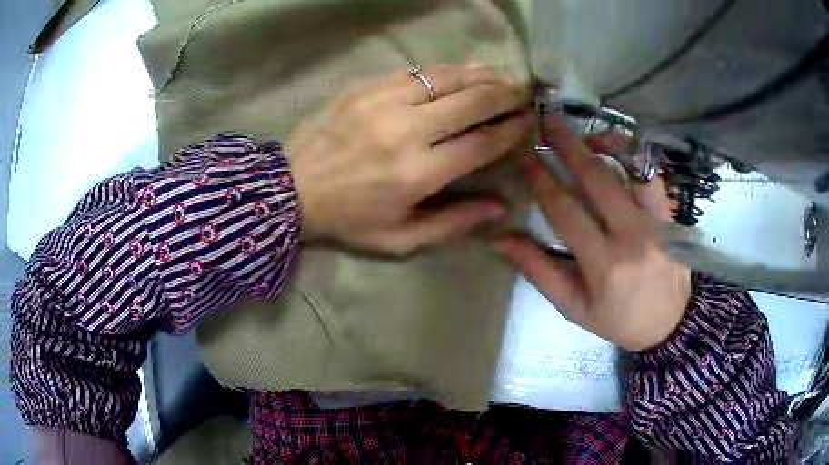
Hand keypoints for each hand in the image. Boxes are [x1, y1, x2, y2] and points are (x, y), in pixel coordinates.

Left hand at [286, 64, 531, 254]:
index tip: (530, 121)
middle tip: (525, 93)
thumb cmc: (347, 220)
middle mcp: (408, 130)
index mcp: (418, 172)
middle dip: (507, 94)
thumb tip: (500, 207)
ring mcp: (385, 101)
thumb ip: (453, 223)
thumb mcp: (400, 239)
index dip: (513, 129)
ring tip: (503, 77)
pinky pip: (418, 71)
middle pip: (473, 101)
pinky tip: (464, 70)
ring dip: (483, 75)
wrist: (290, 189)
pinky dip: (448, 70)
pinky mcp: (367, 86)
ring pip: (449, 77)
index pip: (483, 142)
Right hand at [493, 119, 691, 351]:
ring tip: (582, 134)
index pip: (565, 210)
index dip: (541, 180)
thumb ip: (538, 270)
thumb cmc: (618, 319)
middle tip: (546, 123)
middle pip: (597, 177)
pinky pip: (651, 174)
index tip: (524, 158)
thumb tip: (500, 238)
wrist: (671, 323)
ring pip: (630, 166)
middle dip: (567, 145)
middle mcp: (632, 235)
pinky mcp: (671, 214)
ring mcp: (656, 221)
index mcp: (603, 263)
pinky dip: (633, 156)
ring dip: (603, 142)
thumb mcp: (573, 307)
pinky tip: (617, 149)